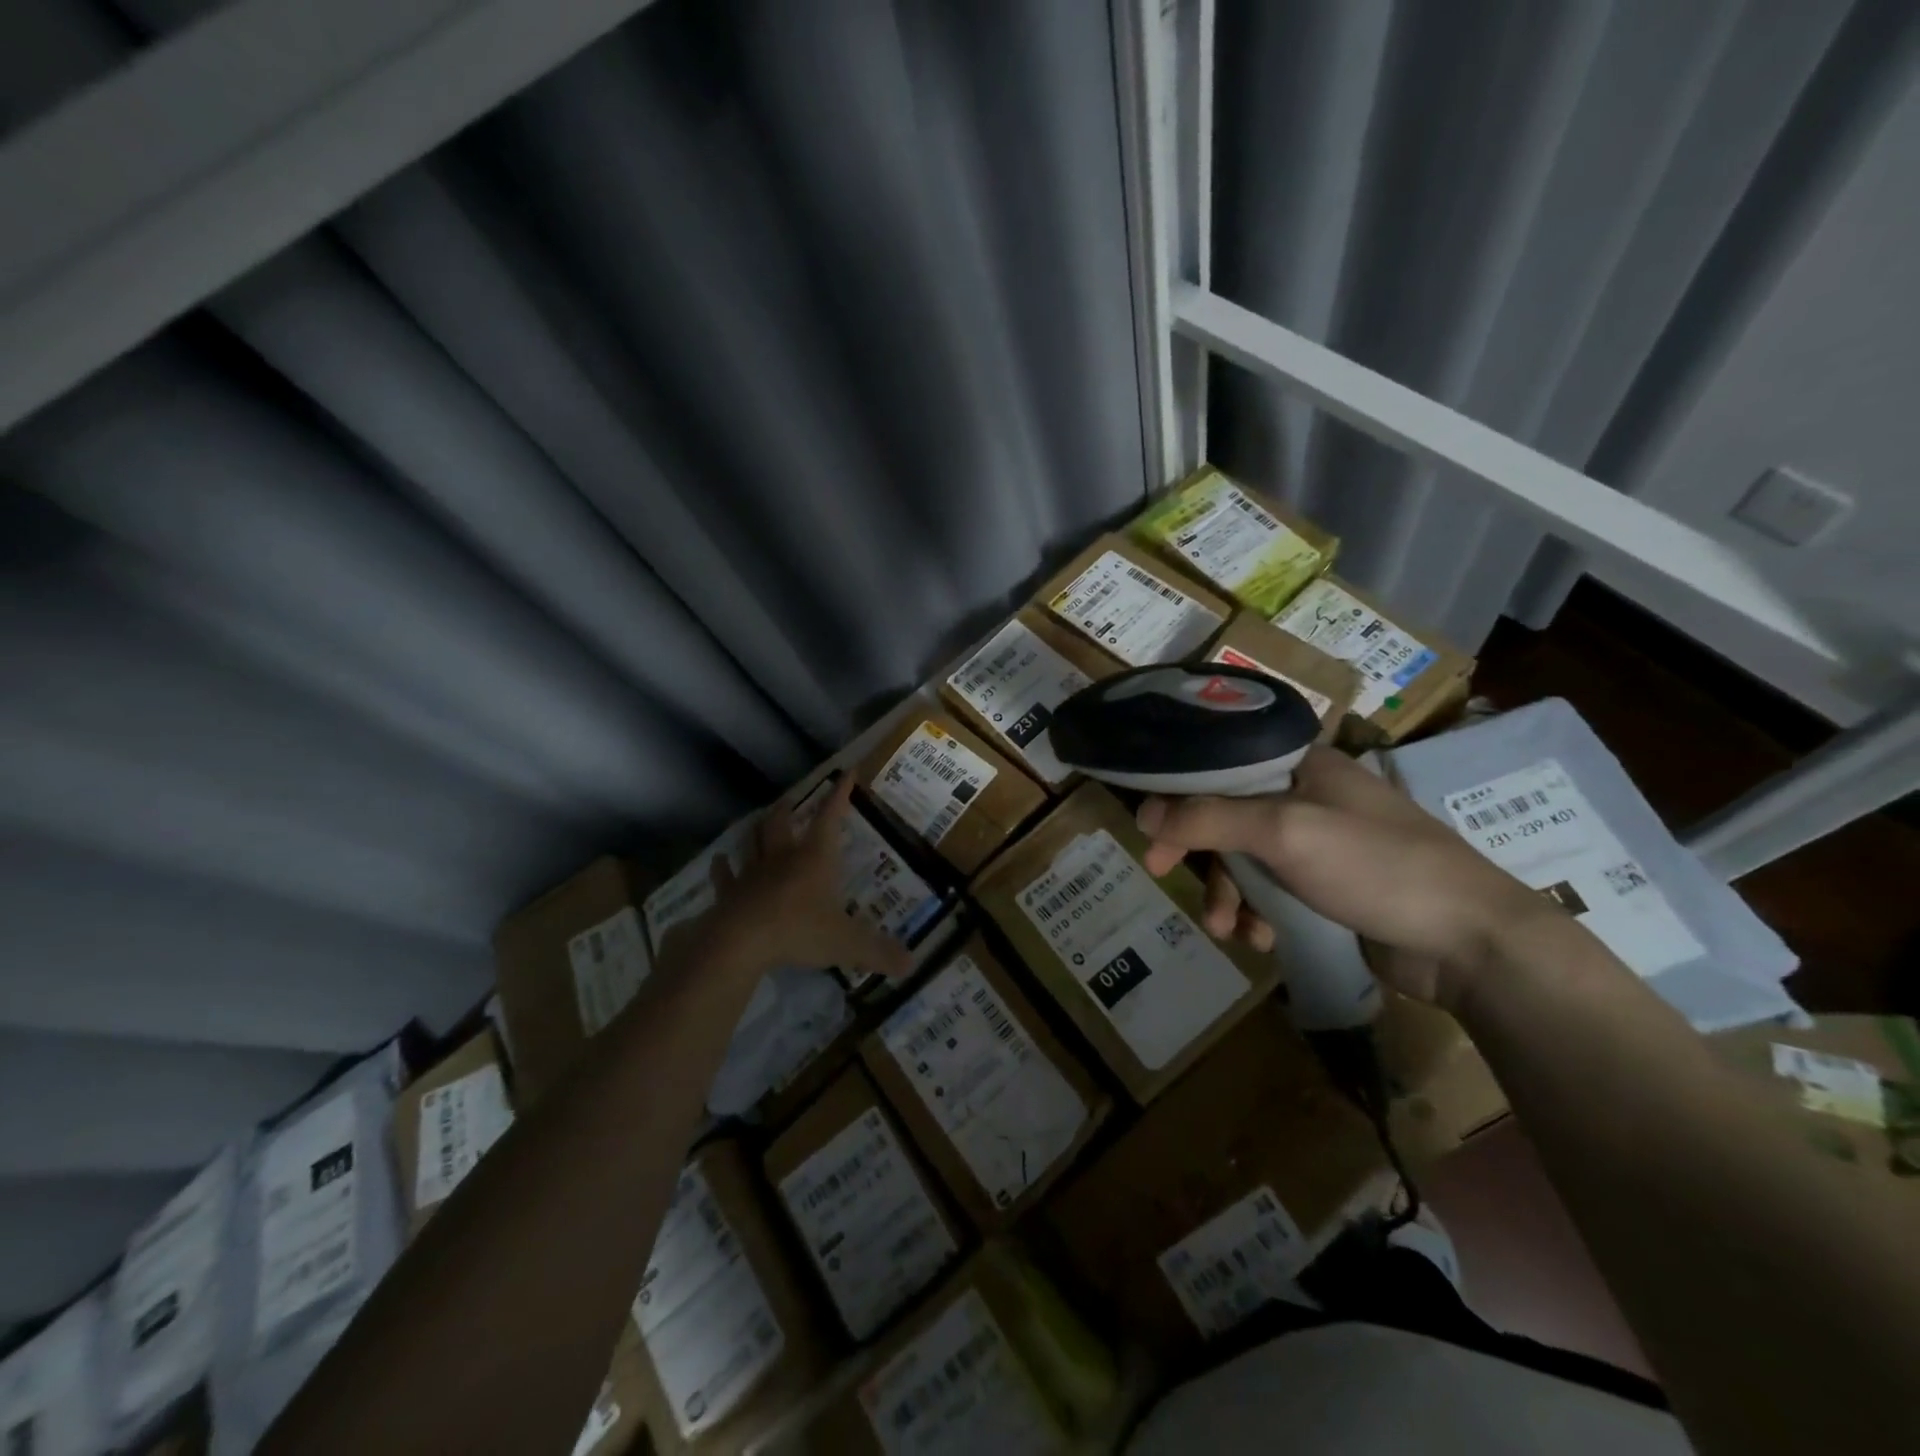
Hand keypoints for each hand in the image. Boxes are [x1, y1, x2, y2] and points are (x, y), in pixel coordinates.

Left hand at [706, 776, 912, 981]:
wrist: (740, 942)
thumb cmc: (798, 931)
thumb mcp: (847, 943)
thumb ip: (879, 952)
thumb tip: (912, 963)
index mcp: (815, 859)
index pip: (830, 817)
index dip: (840, 795)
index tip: (847, 772)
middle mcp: (783, 857)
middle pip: (783, 822)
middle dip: (790, 809)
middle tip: (792, 800)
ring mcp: (752, 874)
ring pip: (753, 841)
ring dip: (757, 829)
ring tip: (760, 820)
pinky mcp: (729, 893)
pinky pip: (724, 875)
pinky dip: (722, 867)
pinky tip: (719, 861)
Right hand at [1136, 746, 1556, 1007]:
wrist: (1471, 942)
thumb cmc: (1376, 866)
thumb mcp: (1284, 832)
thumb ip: (1208, 819)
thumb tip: (1143, 814)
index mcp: (1300, 765)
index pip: (1219, 766)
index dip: (1179, 795)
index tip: (1151, 832)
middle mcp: (1306, 796)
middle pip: (1226, 816)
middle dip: (1201, 855)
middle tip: (1165, 875)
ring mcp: (1320, 844)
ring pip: (1246, 860)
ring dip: (1228, 895)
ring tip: (1228, 930)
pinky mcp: (1329, 888)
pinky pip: (1272, 892)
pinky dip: (1258, 915)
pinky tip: (1262, 940)